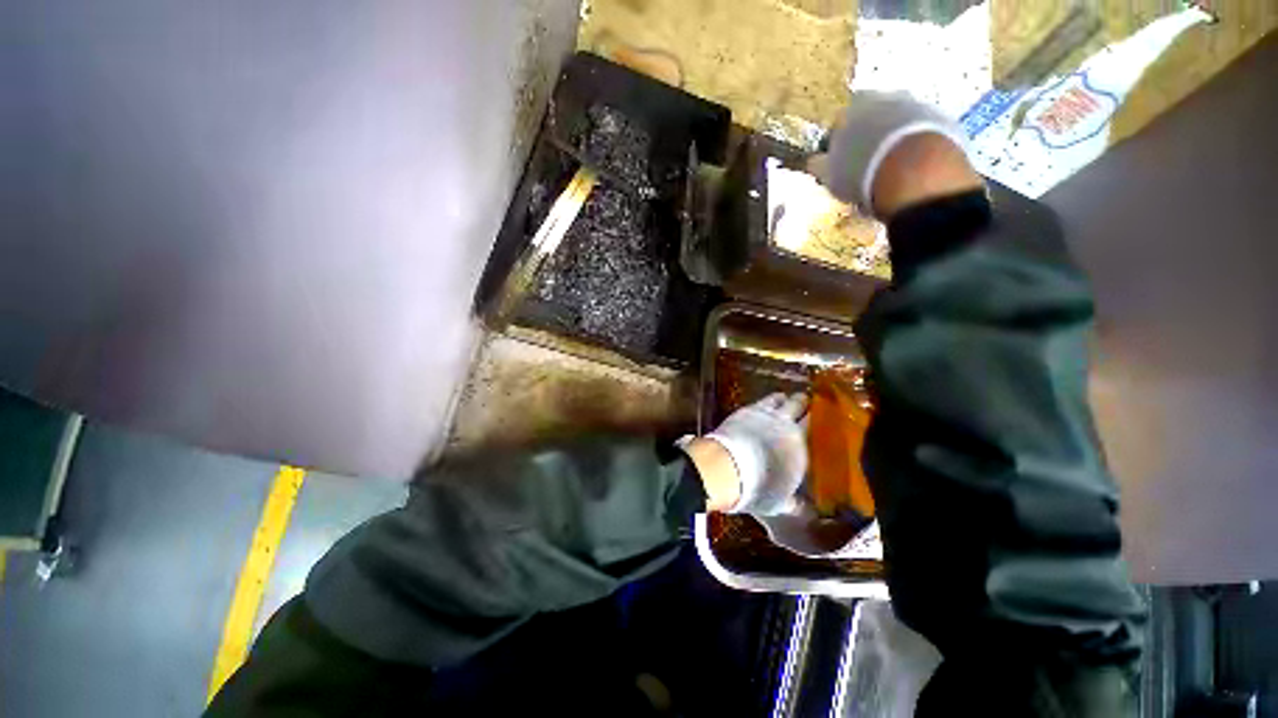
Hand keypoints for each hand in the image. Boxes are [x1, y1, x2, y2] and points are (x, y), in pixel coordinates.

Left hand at [683, 393, 808, 515]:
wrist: (728, 468)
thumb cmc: (758, 488)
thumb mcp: (778, 503)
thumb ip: (793, 503)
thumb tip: (804, 509)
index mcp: (800, 447)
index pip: (812, 428)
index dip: (815, 422)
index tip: (817, 420)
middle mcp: (786, 426)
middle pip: (798, 406)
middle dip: (803, 403)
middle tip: (805, 401)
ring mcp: (765, 415)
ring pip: (779, 399)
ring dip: (784, 399)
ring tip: (785, 398)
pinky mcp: (745, 410)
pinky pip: (760, 401)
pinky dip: (765, 401)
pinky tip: (764, 403)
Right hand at [808, 91, 978, 219]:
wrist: (913, 169)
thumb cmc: (862, 172)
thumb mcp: (831, 175)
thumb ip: (820, 165)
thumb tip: (814, 162)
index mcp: (852, 108)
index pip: (839, 122)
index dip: (838, 143)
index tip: (839, 163)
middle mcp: (884, 97)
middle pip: (872, 118)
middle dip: (868, 137)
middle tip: (865, 164)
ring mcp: (916, 104)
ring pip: (898, 122)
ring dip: (893, 139)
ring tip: (889, 169)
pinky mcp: (941, 117)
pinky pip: (922, 132)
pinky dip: (915, 146)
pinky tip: (911, 168)